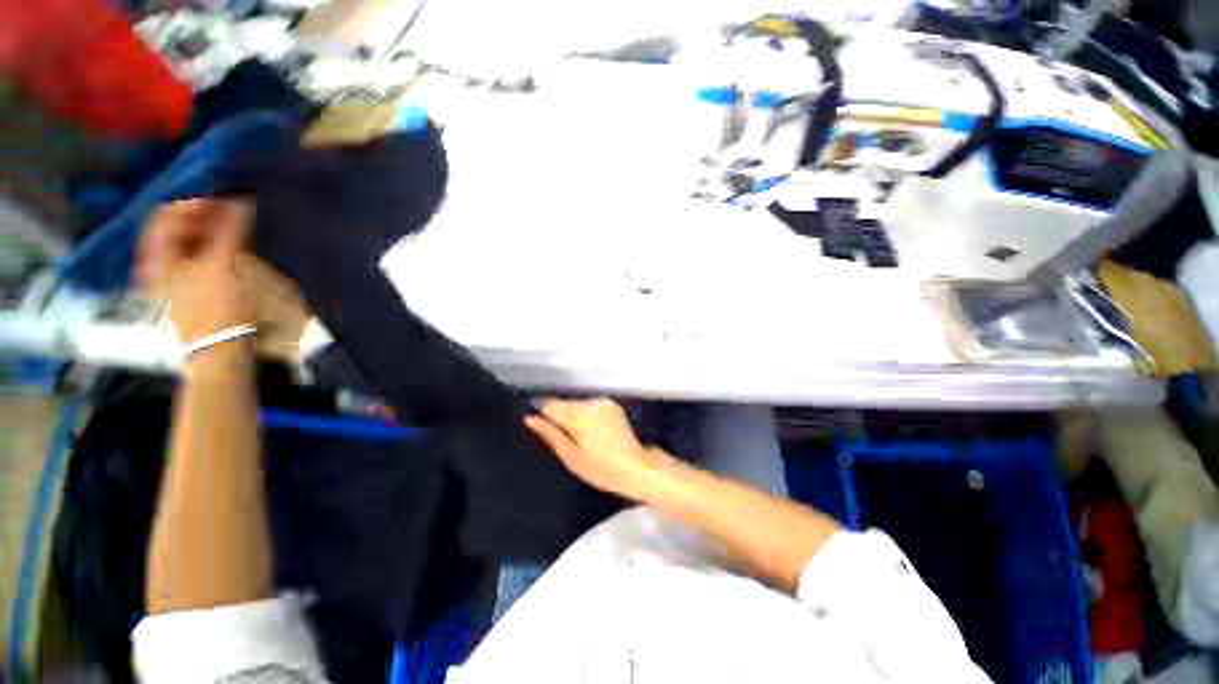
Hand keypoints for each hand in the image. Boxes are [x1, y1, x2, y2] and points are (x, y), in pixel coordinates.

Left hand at [137, 199, 254, 343]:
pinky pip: (202, 259)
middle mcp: (160, 262)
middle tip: (237, 216)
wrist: (221, 349)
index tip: (226, 203)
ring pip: (193, 244)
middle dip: (208, 219)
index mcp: (157, 254)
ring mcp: (176, 278)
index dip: (196, 204)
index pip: (168, 214)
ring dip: (216, 234)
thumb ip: (231, 228)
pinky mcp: (194, 289)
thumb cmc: (217, 304)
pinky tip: (238, 252)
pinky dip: (218, 250)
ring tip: (241, 232)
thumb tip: (242, 201)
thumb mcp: (224, 262)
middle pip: (180, 229)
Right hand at [524, 398, 666, 499]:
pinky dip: (587, 416)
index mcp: (578, 414)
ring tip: (581, 439)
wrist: (637, 468)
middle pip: (564, 404)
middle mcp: (590, 402)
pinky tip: (593, 433)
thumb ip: (550, 434)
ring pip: (577, 405)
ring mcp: (603, 402)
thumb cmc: (601, 469)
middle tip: (565, 441)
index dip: (542, 416)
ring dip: (573, 416)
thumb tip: (529, 418)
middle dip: (560, 418)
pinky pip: (590, 407)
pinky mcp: (613, 405)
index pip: (549, 404)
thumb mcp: (571, 457)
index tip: (543, 430)